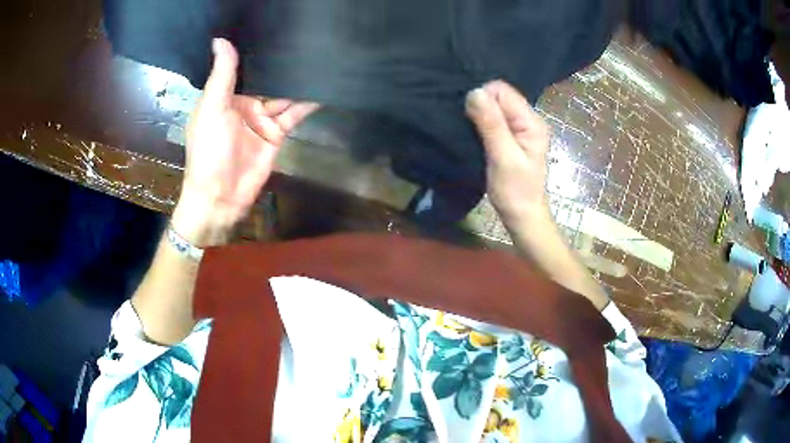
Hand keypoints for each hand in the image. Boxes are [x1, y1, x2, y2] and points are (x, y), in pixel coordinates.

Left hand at [172, 38, 318, 246]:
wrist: (220, 196)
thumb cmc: (208, 150)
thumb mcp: (212, 108)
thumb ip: (222, 75)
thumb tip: (220, 39)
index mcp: (223, 96)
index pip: (242, 68)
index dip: (254, 50)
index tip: (271, 27)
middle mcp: (243, 103)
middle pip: (266, 79)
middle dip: (281, 64)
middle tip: (303, 38)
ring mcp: (261, 119)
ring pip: (283, 95)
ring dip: (297, 81)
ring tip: (317, 58)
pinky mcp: (276, 134)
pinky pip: (293, 114)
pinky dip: (307, 103)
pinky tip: (321, 87)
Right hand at [466, 80, 551, 225]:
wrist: (522, 216)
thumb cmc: (514, 190)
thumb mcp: (503, 156)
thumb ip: (491, 123)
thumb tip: (475, 91)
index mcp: (531, 122)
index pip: (502, 91)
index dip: (483, 97)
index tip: (469, 117)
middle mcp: (529, 119)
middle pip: (499, 96)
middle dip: (480, 104)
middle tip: (467, 125)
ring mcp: (521, 129)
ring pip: (496, 107)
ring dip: (480, 114)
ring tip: (468, 128)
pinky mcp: (513, 137)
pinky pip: (495, 119)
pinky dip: (483, 123)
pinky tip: (475, 133)